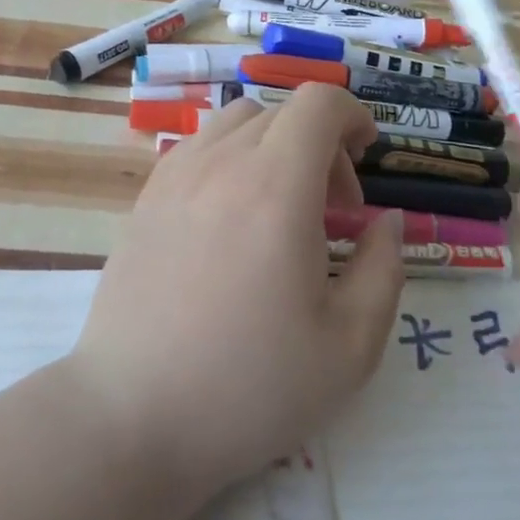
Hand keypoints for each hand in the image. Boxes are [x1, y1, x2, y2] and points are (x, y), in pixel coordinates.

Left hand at [71, 83, 405, 495]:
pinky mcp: (147, 197)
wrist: (133, 416)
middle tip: (332, 211)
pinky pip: (199, 146)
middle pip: (282, 113)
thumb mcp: (349, 346)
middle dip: (321, 144)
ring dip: (273, 145)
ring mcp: (176, 176)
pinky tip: (230, 217)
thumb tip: (386, 220)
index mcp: (277, 187)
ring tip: (279, 207)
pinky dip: (230, 158)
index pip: (318, 103)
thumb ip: (383, 268)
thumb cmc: (250, 387)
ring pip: (237, 122)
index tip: (366, 158)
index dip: (353, 117)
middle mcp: (223, 163)